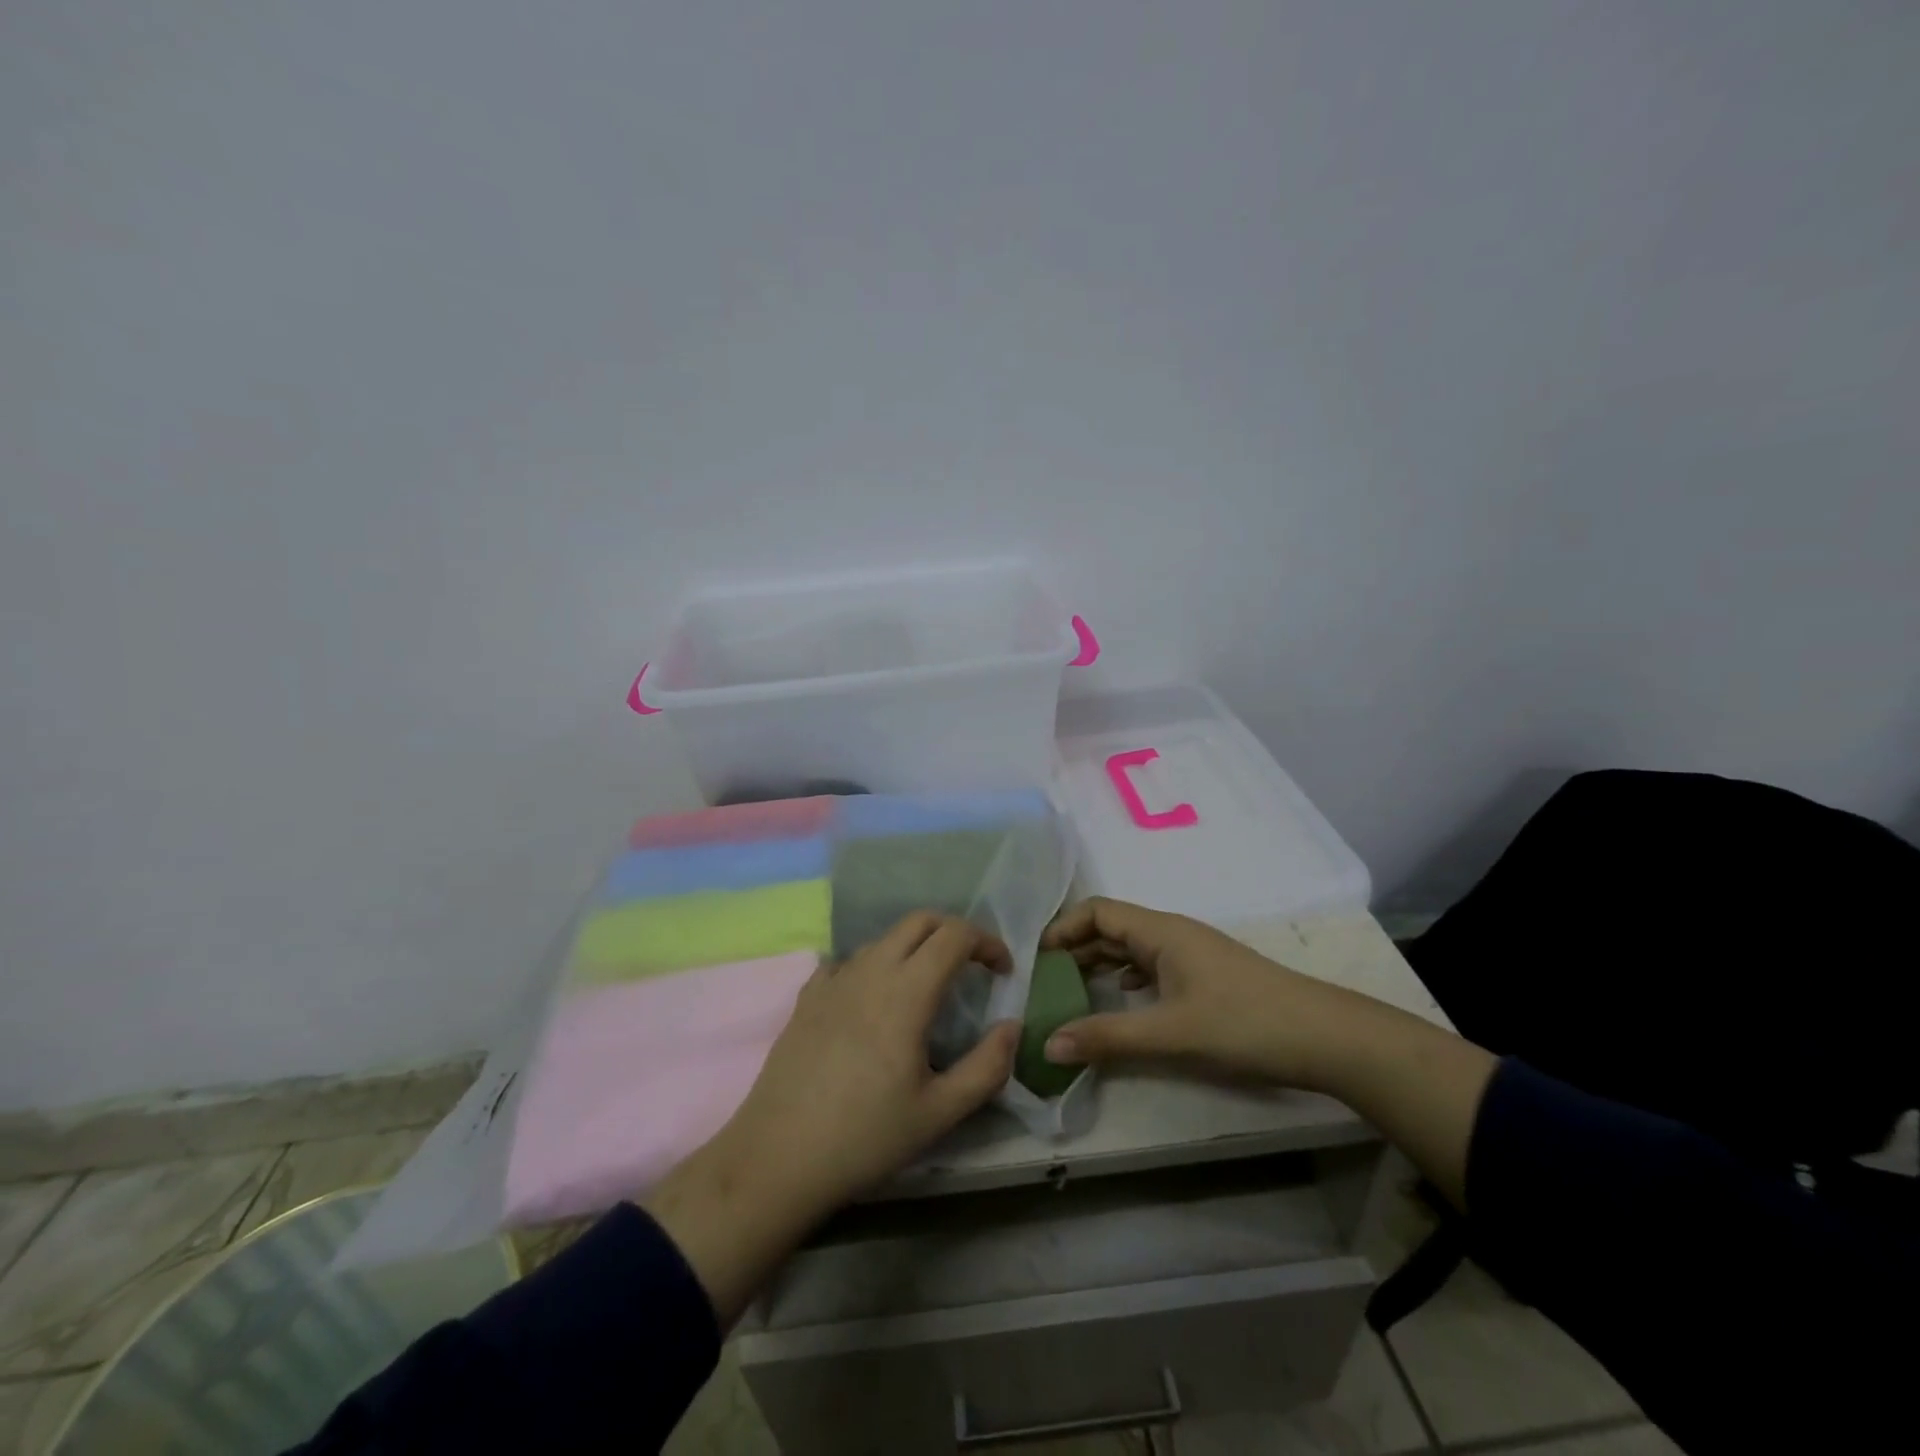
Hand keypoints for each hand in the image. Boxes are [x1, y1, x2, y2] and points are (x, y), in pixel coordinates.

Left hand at [646, 912, 1017, 1326]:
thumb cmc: (865, 1136)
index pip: (954, 936)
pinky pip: (848, 961)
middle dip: (953, 932)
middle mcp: (870, 971)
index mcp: (906, 991)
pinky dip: (874, 966)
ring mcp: (833, 979)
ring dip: (915, 948)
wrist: (778, 1158)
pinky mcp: (807, 997)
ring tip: (927, 988)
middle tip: (972, 966)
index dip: (987, 942)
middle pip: (919, 921)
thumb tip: (1011, 1028)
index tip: (1003, 971)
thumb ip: (987, 1067)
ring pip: (883, 939)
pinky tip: (873, 1001)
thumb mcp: (940, 1113)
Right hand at [1040, 896, 1356, 1090]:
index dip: (1062, 929)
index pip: (1097, 912)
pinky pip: (1150, 969)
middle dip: (1074, 951)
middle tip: (1042, 985)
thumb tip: (1046, 1045)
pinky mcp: (1204, 979)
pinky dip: (1125, 982)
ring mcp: (1190, 956)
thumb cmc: (1244, 1023)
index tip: (1034, 961)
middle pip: (1110, 929)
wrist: (1325, 1038)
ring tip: (1069, 996)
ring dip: (1098, 968)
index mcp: (1160, 931)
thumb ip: (1108, 1037)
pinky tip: (1118, 1004)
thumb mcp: (1170, 1033)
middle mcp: (1171, 934)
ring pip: (1131, 951)